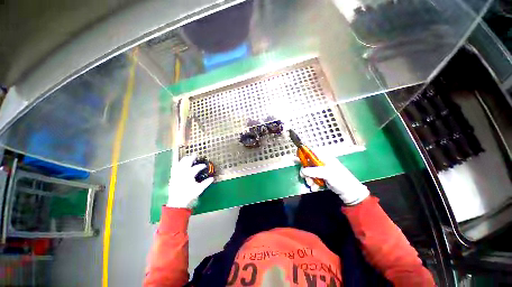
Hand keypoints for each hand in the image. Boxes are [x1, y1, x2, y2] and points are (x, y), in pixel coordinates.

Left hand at [167, 153, 213, 207]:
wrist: (177, 202)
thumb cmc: (189, 195)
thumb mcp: (199, 189)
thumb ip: (206, 183)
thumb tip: (212, 178)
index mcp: (189, 175)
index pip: (196, 168)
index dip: (201, 166)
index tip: (204, 165)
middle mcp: (182, 173)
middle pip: (187, 163)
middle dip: (191, 158)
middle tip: (194, 154)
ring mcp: (177, 174)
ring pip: (180, 164)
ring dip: (184, 160)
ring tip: (187, 157)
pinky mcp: (173, 177)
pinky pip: (174, 168)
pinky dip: (177, 165)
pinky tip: (178, 164)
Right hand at [300, 150, 369, 204]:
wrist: (350, 193)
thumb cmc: (340, 180)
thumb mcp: (327, 174)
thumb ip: (313, 171)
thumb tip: (302, 170)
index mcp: (324, 157)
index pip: (311, 151)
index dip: (303, 153)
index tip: (297, 159)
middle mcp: (322, 162)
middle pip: (308, 163)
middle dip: (305, 171)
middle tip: (304, 177)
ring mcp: (322, 170)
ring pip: (309, 171)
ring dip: (309, 178)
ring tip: (311, 185)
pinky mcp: (322, 177)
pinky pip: (313, 177)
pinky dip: (313, 182)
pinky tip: (315, 188)